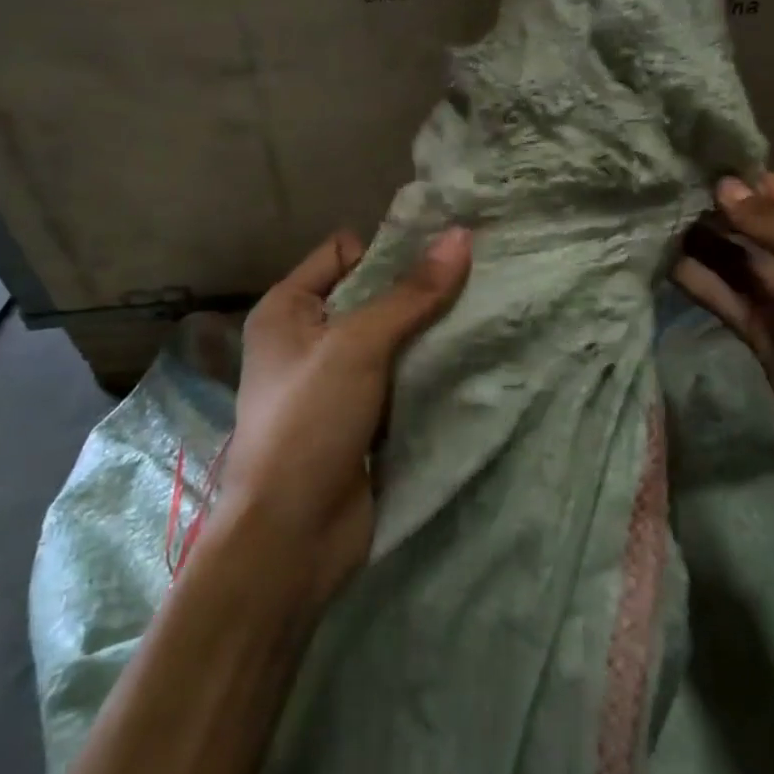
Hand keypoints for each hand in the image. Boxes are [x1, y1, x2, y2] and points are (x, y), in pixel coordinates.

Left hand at [217, 227, 471, 609]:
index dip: (390, 247)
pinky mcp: (362, 417)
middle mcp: (308, 337)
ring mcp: (336, 380)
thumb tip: (461, 236)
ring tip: (485, 310)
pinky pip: (401, 377)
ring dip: (430, 331)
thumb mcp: (358, 346)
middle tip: (479, 276)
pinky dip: (429, 369)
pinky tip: (471, 356)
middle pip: (372, 295)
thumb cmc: (309, 422)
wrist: (291, 537)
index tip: (445, 249)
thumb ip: (411, 293)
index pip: (344, 252)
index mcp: (288, 308)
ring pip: (392, 338)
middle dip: (419, 289)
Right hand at [675, 173, 773, 485]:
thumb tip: (723, 187)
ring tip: (662, 223)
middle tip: (678, 196)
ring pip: (741, 264)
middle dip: (728, 213)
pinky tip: (667, 263)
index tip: (722, 181)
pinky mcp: (766, 338)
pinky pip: (728, 301)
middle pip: (768, 228)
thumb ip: (769, 221)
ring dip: (706, 244)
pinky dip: (700, 283)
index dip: (769, 185)